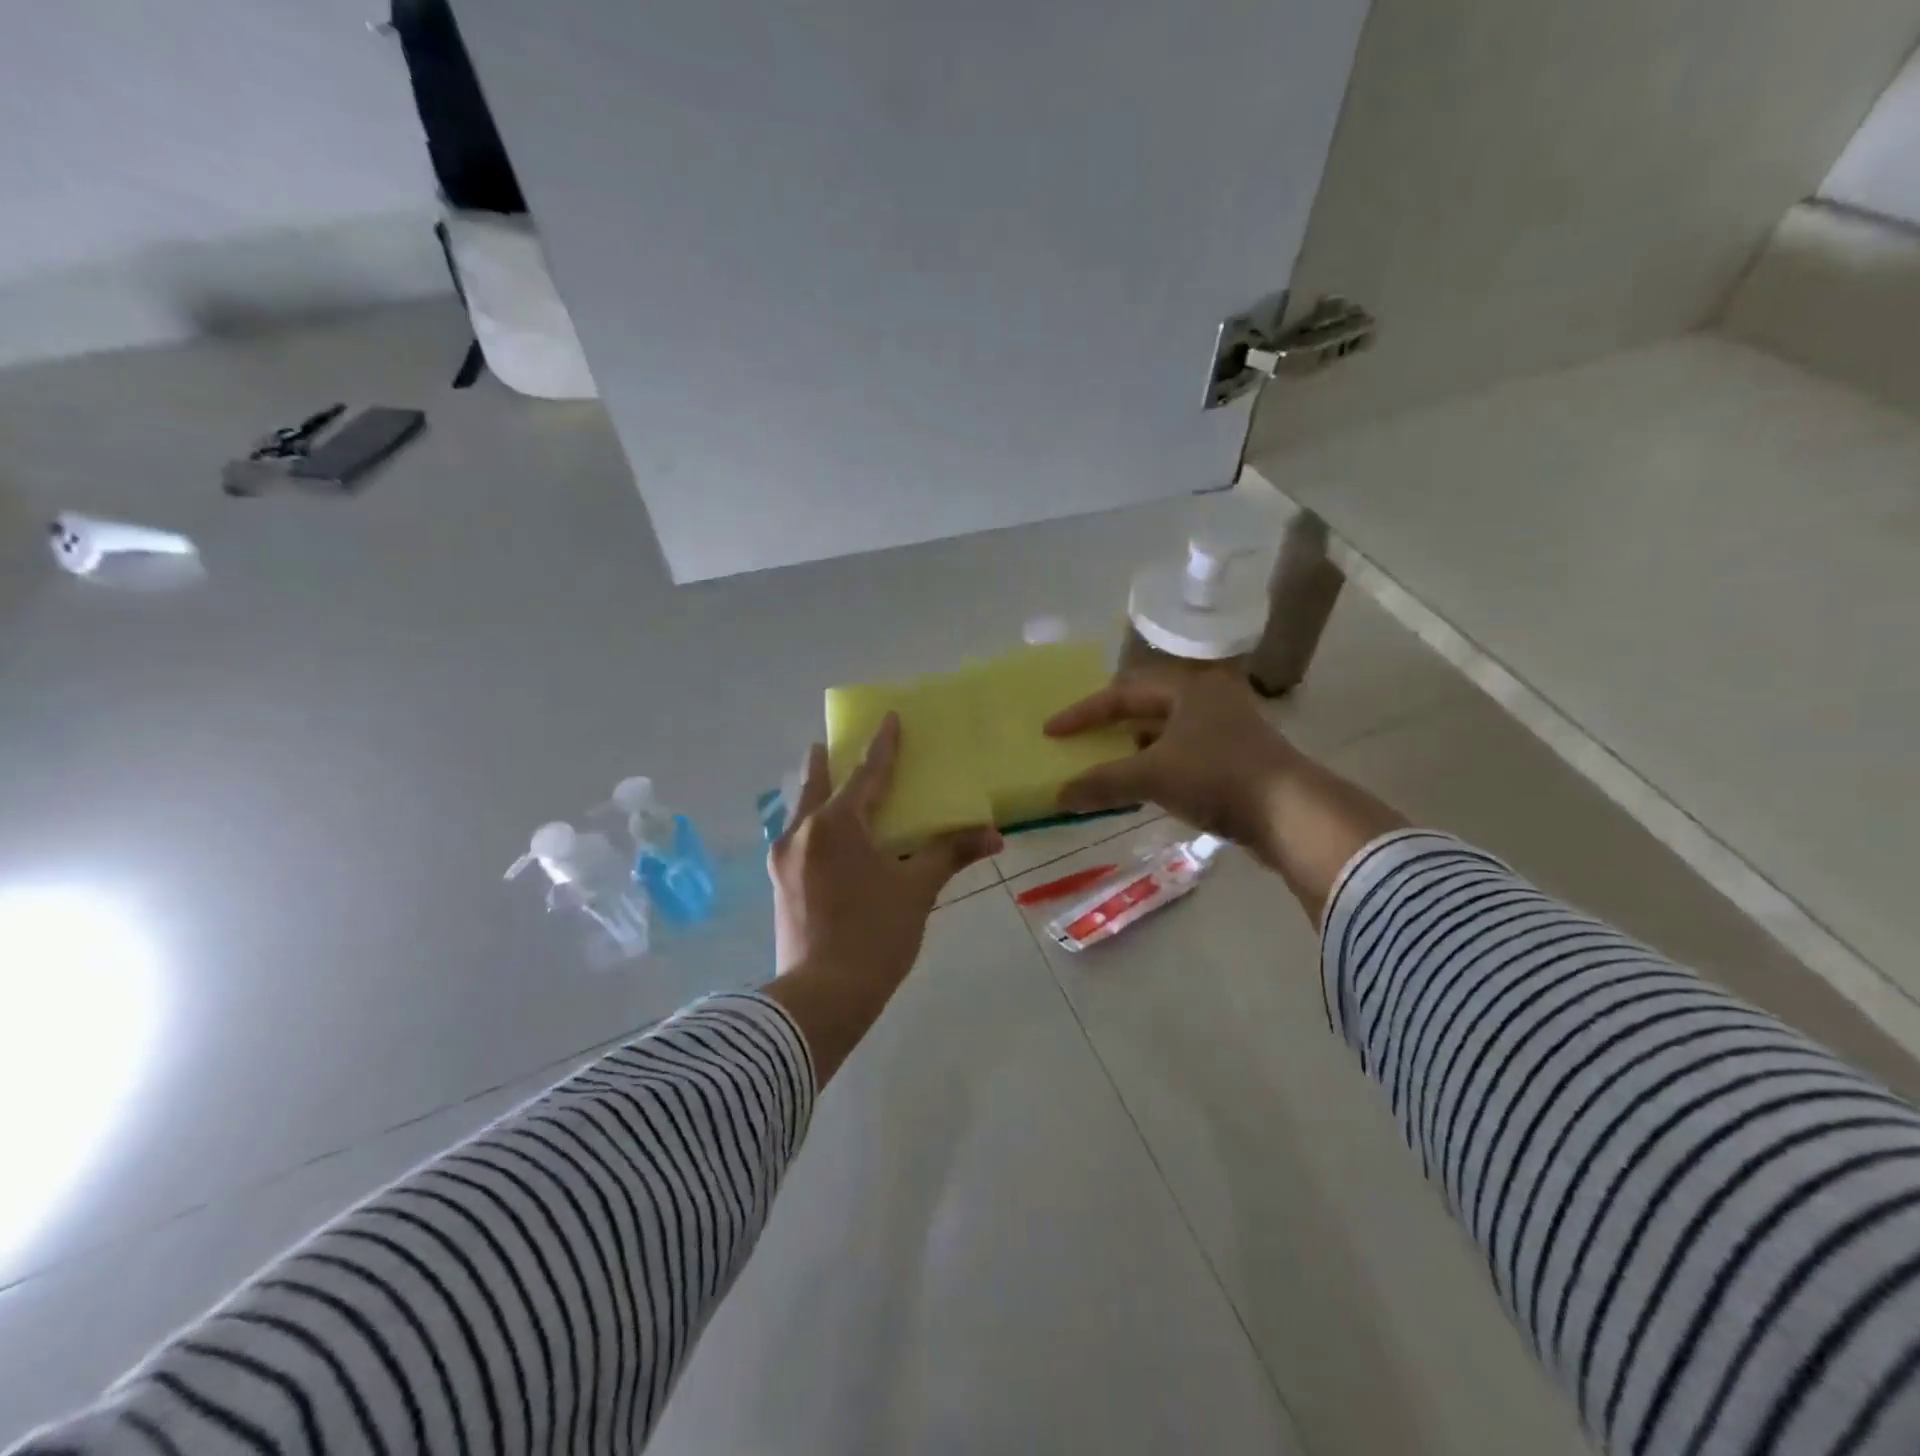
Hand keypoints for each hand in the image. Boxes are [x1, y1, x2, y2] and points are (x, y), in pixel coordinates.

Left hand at [762, 713, 1000, 1082]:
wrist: (820, 998)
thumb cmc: (873, 935)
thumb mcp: (916, 891)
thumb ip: (949, 854)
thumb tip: (993, 834)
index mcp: (837, 825)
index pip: (866, 774)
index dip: (882, 746)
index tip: (889, 718)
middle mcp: (802, 832)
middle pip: (815, 785)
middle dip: (826, 763)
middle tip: (831, 744)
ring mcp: (784, 859)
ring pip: (800, 812)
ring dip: (813, 794)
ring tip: (822, 785)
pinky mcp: (779, 884)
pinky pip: (795, 838)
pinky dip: (810, 824)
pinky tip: (818, 837)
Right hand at [1048, 670, 1407, 924]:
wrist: (1292, 814)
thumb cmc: (1218, 776)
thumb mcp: (1153, 776)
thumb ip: (1103, 783)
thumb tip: (1059, 795)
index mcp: (1189, 686)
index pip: (1121, 694)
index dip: (1082, 714)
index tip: (1051, 731)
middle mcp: (1207, 698)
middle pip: (1144, 707)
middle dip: (1108, 726)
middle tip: (1078, 741)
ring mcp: (1226, 728)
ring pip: (1164, 733)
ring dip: (1132, 750)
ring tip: (1103, 765)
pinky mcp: (1235, 758)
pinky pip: (1181, 754)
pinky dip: (1154, 767)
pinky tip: (1140, 787)